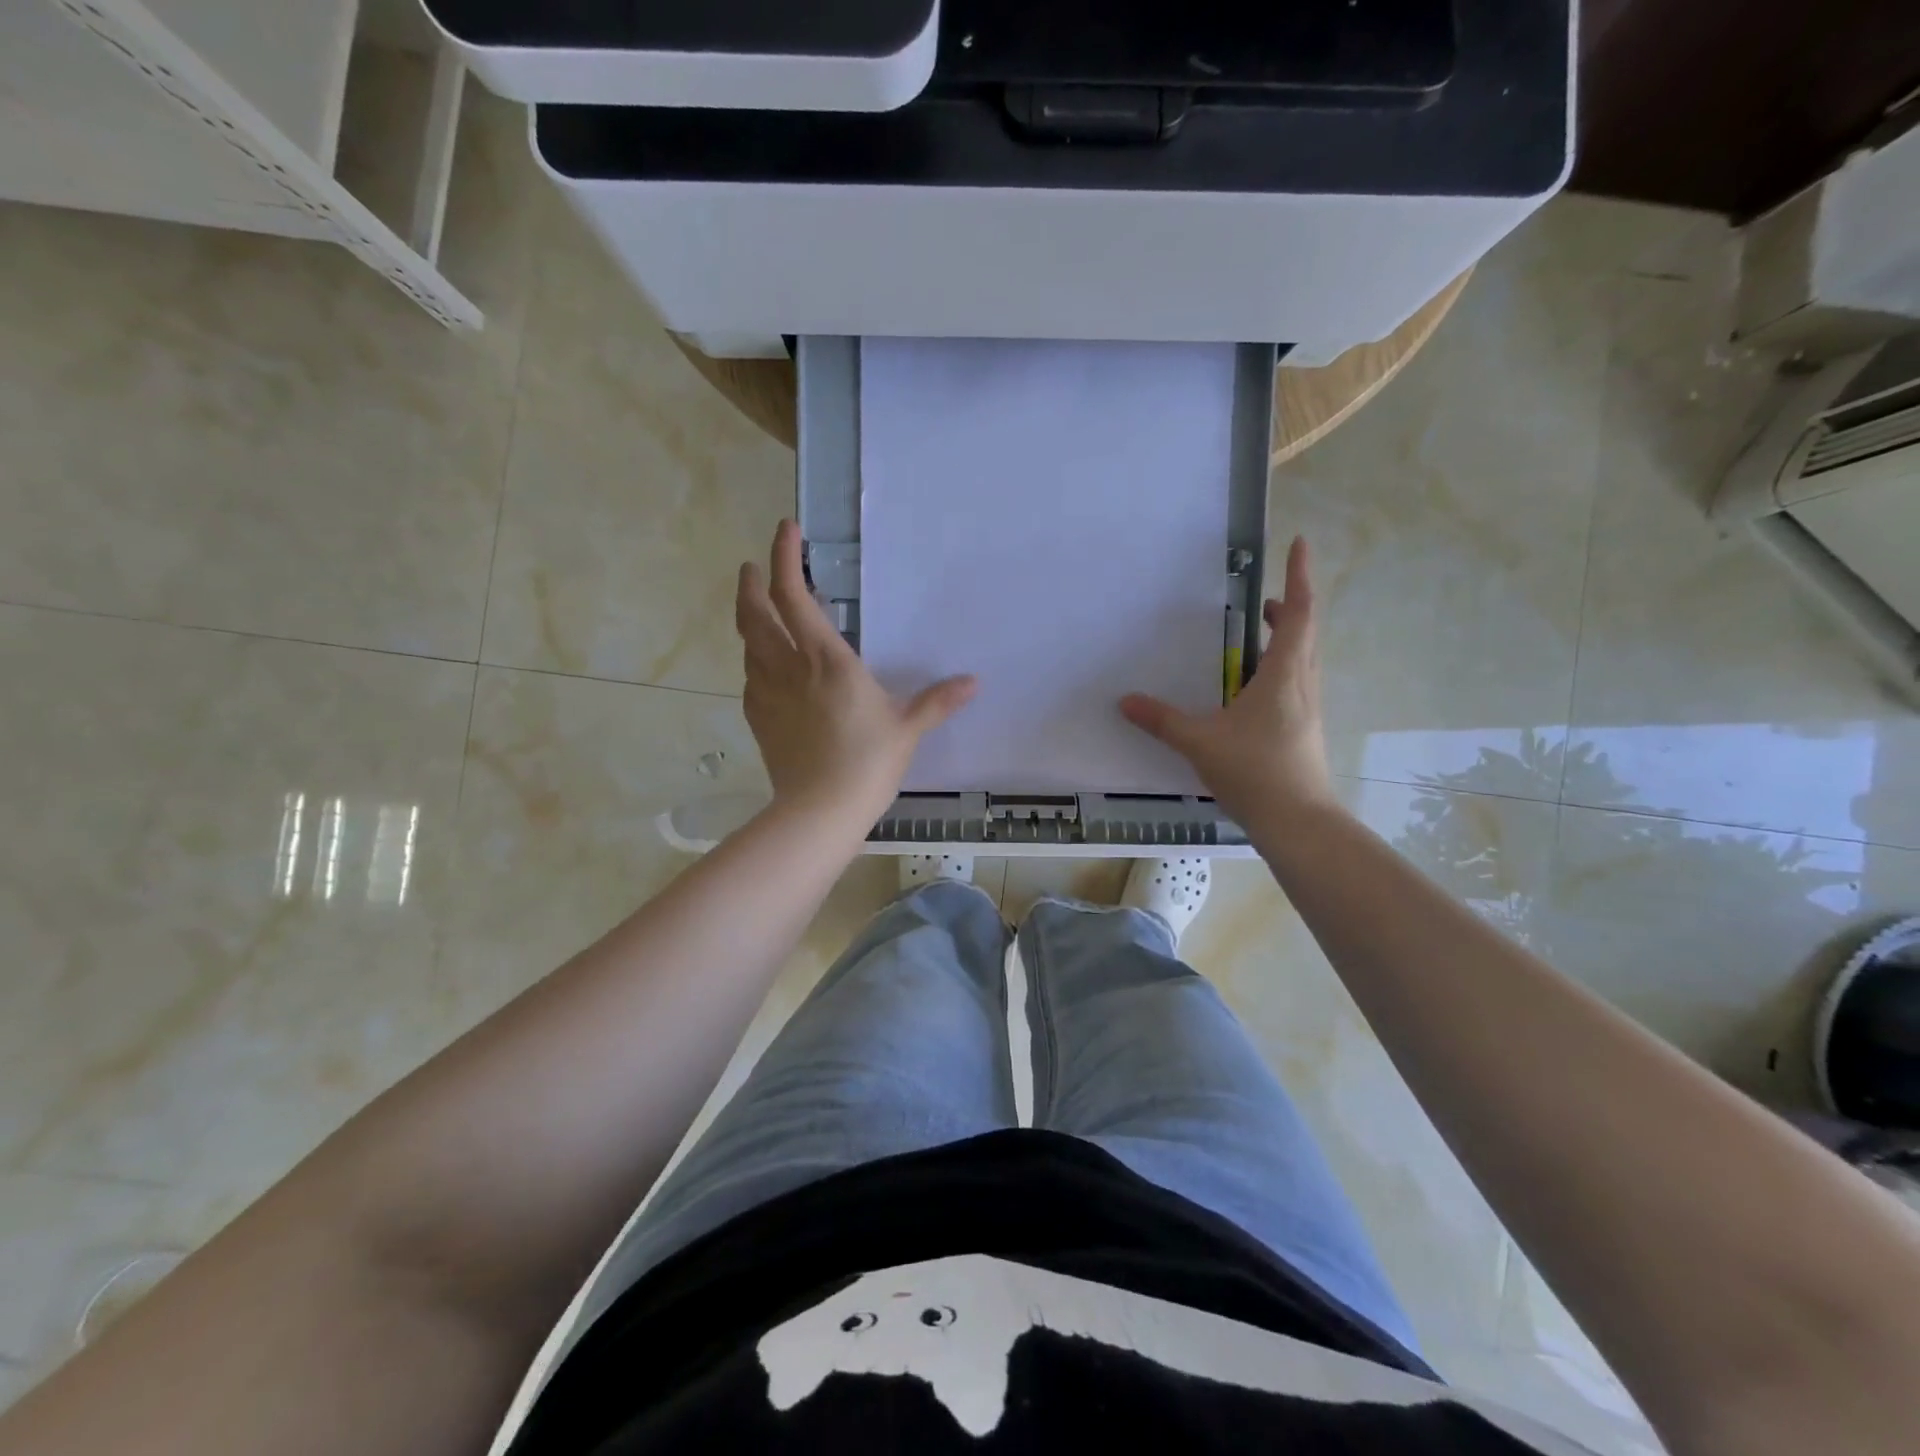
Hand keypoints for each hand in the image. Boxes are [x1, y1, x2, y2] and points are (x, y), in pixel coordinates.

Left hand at [736, 520, 975, 824]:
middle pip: (754, 612)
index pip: (795, 595)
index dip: (786, 557)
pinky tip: (764, 668)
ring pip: (747, 644)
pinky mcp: (759, 719)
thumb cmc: (868, 763)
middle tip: (753, 567)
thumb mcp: (908, 728)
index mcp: (827, 659)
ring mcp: (767, 694)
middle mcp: (789, 667)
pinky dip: (753, 661)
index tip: (786, 530)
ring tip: (759, 611)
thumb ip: (938, 701)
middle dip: (751, 583)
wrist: (819, 810)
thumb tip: (974, 683)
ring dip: (748, 619)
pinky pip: (750, 678)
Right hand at [1120, 535, 1335, 822]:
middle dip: (1289, 608)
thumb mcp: (1200, 742)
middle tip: (1262, 599)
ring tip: (1255, 637)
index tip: (1299, 543)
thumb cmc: (1255, 771)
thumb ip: (1162, 720)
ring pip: (1302, 660)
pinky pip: (1294, 685)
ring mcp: (1306, 709)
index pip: (1299, 613)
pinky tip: (1251, 690)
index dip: (1300, 576)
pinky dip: (1278, 670)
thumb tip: (1125, 700)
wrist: (1299, 822)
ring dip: (1284, 640)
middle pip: (1304, 633)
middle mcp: (1302, 684)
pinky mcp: (1302, 730)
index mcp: (1285, 674)